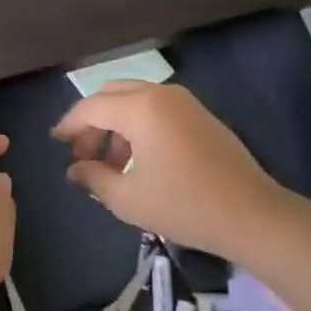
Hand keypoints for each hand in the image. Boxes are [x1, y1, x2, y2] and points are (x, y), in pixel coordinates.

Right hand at [51, 82, 288, 256]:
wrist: (255, 216)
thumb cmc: (186, 206)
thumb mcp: (129, 200)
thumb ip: (94, 179)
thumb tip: (74, 169)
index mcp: (139, 109)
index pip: (91, 107)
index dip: (69, 125)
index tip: (55, 142)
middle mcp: (160, 94)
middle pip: (111, 95)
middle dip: (91, 123)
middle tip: (82, 155)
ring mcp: (184, 101)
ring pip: (133, 100)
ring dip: (115, 125)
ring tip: (110, 165)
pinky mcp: (200, 114)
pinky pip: (155, 108)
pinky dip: (137, 125)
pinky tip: (138, 160)